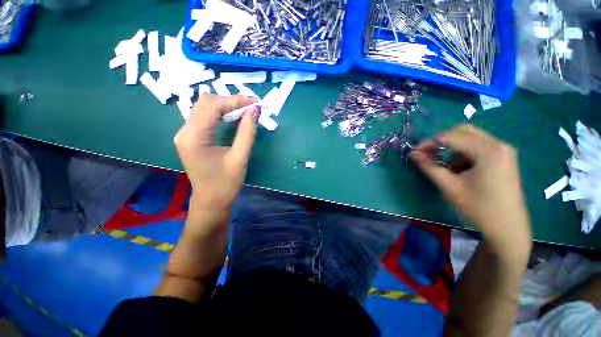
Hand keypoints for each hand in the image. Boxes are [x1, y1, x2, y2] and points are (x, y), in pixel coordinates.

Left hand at [175, 94, 258, 210]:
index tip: (255, 102)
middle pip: (205, 103)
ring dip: (225, 105)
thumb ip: (247, 132)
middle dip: (230, 100)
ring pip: (204, 107)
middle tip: (251, 106)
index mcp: (194, 137)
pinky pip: (205, 117)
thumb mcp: (240, 158)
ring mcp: (185, 134)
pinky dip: (220, 113)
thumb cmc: (226, 183)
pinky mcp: (191, 137)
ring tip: (245, 109)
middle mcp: (184, 131)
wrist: (211, 201)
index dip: (235, 100)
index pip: (212, 107)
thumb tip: (255, 111)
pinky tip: (233, 116)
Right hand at [410, 124, 531, 259]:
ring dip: (452, 149)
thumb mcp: (449, 187)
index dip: (429, 143)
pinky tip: (461, 170)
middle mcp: (499, 144)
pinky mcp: (503, 158)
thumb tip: (412, 154)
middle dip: (441, 142)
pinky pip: (478, 147)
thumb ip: (429, 167)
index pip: (451, 137)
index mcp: (488, 150)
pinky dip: (463, 154)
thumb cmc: (479, 209)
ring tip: (447, 168)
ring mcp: (503, 151)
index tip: (414, 153)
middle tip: (428, 155)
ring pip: (470, 138)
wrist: (508, 230)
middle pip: (462, 131)